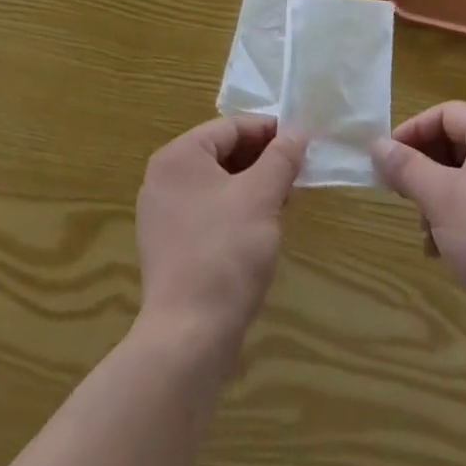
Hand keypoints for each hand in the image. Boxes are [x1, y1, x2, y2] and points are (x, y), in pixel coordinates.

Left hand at [136, 115, 306, 343]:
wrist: (188, 337)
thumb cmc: (226, 252)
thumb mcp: (262, 195)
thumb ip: (281, 157)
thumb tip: (297, 131)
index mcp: (179, 156)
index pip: (231, 127)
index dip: (269, 131)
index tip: (302, 143)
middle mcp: (164, 178)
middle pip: (223, 153)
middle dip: (262, 160)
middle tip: (297, 172)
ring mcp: (163, 215)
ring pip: (218, 184)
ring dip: (253, 186)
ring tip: (285, 200)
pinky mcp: (170, 247)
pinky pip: (208, 211)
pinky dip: (236, 211)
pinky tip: (261, 228)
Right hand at [374, 102, 465, 328]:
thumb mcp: (439, 197)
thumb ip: (406, 166)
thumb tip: (376, 145)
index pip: (447, 113)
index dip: (414, 130)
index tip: (387, 158)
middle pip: (455, 143)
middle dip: (423, 168)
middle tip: (400, 193)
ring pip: (463, 177)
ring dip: (435, 198)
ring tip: (423, 230)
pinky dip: (454, 218)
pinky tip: (439, 250)